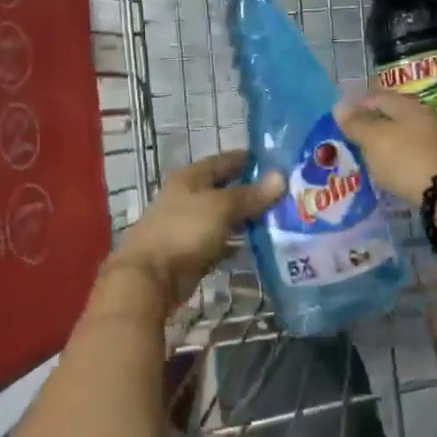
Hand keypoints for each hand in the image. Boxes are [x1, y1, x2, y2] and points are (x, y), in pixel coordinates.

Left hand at [107, 150, 284, 308]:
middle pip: (225, 189)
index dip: (247, 159)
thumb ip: (250, 194)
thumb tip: (280, 177)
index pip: (223, 161)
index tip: (276, 161)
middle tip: (285, 192)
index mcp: (190, 178)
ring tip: (280, 216)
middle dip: (252, 190)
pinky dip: (237, 241)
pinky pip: (221, 240)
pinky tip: (260, 243)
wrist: (151, 276)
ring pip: (224, 216)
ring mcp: (189, 225)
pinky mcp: (193, 251)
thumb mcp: (220, 207)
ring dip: (247, 217)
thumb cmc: (184, 231)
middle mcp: (188, 198)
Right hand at [333, 93, 436, 205]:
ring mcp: (434, 139)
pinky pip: (411, 153)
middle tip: (352, 138)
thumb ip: (356, 123)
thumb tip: (339, 105)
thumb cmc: (405, 158)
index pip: (378, 96)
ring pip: (403, 135)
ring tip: (368, 156)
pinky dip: (397, 158)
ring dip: (385, 143)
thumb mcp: (374, 139)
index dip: (358, 104)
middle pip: (393, 115)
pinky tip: (389, 169)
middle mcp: (424, 117)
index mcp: (407, 106)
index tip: (342, 119)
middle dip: (372, 124)